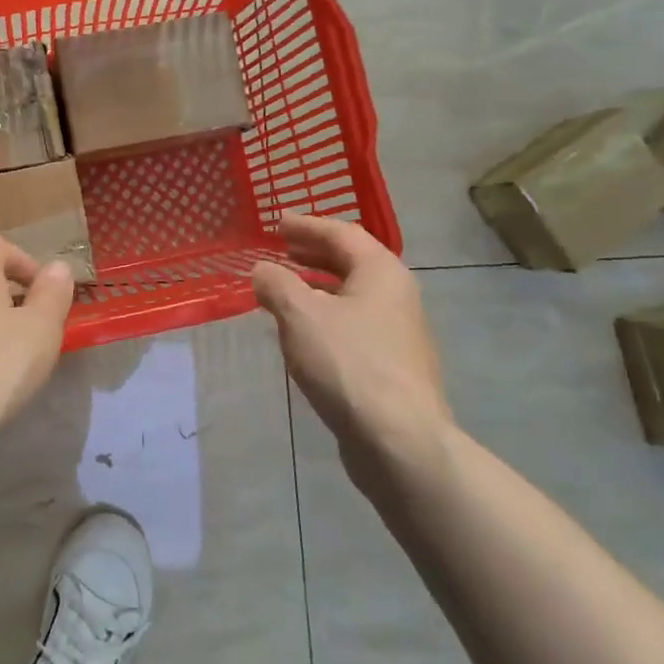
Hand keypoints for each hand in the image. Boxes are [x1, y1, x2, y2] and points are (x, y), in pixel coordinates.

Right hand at [252, 215, 454, 500]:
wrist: (400, 442)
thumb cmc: (349, 363)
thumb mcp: (301, 315)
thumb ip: (277, 284)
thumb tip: (263, 270)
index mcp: (381, 271)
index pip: (341, 233)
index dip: (307, 225)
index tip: (277, 222)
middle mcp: (397, 295)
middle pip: (351, 262)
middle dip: (313, 253)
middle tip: (280, 249)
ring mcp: (398, 333)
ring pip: (352, 296)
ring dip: (317, 286)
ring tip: (284, 288)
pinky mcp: (392, 367)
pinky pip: (353, 325)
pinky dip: (325, 316)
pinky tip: (303, 333)